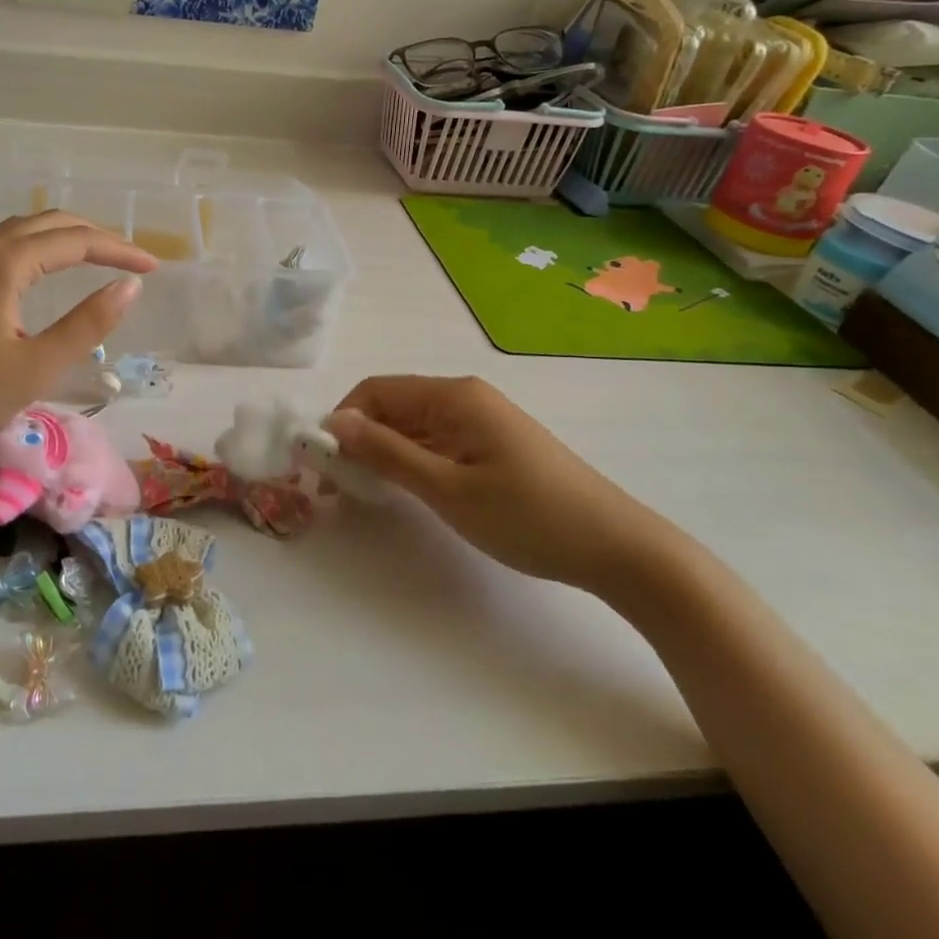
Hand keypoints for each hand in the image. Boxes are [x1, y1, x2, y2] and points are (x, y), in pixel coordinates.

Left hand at [0, 211, 155, 459]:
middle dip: (94, 235)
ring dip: (61, 237)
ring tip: (93, 258)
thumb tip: (130, 286)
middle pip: (47, 222)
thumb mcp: (37, 367)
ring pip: (19, 231)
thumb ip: (88, 324)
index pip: (76, 240)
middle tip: (129, 258)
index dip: (119, 249)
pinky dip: (34, 248)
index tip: (154, 266)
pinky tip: (39, 274)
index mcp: (4, 263)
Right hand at [326, 375, 674, 594]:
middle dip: (359, 440)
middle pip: (392, 406)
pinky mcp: (492, 443)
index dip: (342, 422)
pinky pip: (436, 441)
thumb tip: (334, 423)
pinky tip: (406, 491)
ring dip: (383, 453)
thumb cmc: (527, 516)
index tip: (322, 464)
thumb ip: (387, 452)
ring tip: (366, 494)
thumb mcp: (447, 489)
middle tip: (338, 488)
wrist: (616, 547)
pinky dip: (411, 461)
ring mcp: (481, 420)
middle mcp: (464, 396)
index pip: (375, 391)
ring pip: (412, 426)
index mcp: (453, 396)